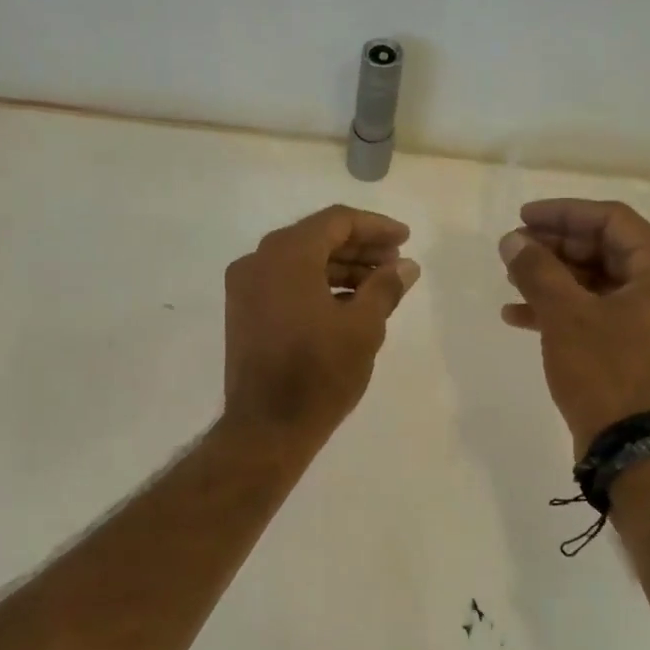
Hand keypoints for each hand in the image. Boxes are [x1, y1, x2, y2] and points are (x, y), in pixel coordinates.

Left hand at [223, 205, 419, 443]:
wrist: (267, 427)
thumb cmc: (319, 373)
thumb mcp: (363, 327)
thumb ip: (385, 287)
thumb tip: (406, 266)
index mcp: (285, 254)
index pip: (336, 221)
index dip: (375, 227)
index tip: (405, 240)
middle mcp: (258, 261)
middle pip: (316, 238)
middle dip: (360, 248)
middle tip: (396, 263)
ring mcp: (245, 288)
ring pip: (300, 263)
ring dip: (341, 269)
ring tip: (380, 285)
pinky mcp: (244, 313)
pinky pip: (286, 284)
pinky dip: (317, 286)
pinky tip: (349, 303)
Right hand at [498, 199, 649, 452]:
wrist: (634, 449)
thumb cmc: (606, 372)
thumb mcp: (565, 315)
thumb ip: (537, 270)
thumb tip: (513, 241)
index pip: (611, 221)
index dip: (562, 214)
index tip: (521, 217)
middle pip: (606, 250)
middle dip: (554, 249)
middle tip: (513, 250)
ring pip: (600, 283)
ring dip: (554, 279)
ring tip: (510, 280)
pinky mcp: (643, 347)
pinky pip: (602, 313)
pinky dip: (565, 310)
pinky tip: (520, 316)